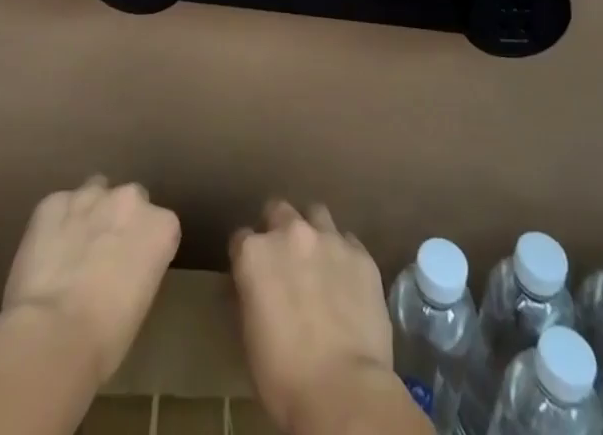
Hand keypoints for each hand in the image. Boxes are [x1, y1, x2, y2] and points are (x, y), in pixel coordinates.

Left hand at [1, 177, 181, 387]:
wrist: (52, 335)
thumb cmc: (106, 339)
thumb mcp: (139, 303)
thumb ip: (137, 269)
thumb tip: (118, 272)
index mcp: (162, 226)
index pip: (160, 227)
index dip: (143, 248)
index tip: (130, 271)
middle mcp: (131, 199)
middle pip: (128, 201)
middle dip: (117, 222)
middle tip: (100, 259)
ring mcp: (90, 195)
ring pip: (93, 193)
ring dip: (87, 214)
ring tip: (70, 251)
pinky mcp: (52, 202)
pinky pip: (57, 207)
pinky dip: (53, 225)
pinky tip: (44, 255)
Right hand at [229, 201, 397, 433]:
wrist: (343, 391)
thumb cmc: (284, 376)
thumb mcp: (250, 337)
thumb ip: (249, 297)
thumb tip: (251, 289)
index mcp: (255, 254)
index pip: (241, 239)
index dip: (246, 258)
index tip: (252, 276)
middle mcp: (290, 233)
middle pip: (279, 211)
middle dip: (278, 229)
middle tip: (285, 261)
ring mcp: (329, 239)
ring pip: (316, 214)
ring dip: (313, 232)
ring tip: (318, 261)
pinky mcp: (361, 254)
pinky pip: (348, 242)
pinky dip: (343, 255)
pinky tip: (346, 281)